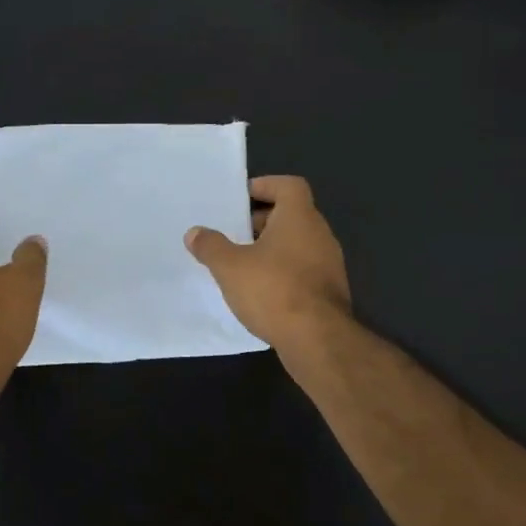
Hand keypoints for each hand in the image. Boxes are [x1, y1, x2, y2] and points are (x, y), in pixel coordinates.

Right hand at [185, 175, 350, 350]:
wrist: (317, 339)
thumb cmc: (273, 290)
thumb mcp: (230, 267)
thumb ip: (211, 246)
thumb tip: (194, 233)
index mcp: (300, 217)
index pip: (289, 185)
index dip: (266, 186)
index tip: (243, 197)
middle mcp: (320, 234)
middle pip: (293, 214)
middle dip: (264, 220)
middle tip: (236, 231)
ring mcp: (329, 264)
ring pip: (299, 244)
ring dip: (274, 248)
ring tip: (244, 263)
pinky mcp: (330, 291)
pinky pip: (304, 269)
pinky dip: (284, 271)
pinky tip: (263, 290)